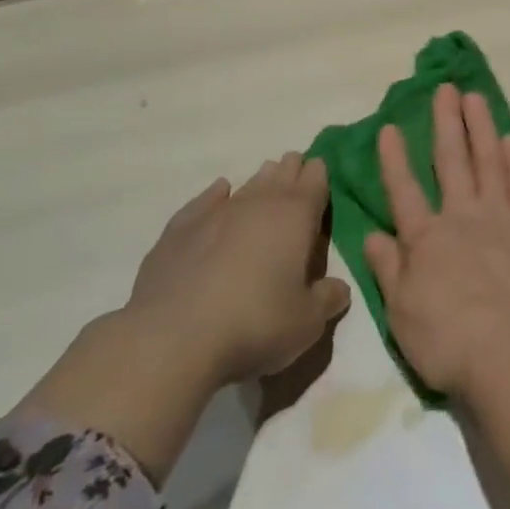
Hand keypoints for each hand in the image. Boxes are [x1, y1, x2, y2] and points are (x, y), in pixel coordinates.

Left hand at [125, 152, 350, 386]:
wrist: (172, 338)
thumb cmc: (255, 323)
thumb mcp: (307, 322)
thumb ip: (327, 299)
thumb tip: (338, 288)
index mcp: (296, 215)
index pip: (315, 181)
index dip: (320, 175)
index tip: (322, 171)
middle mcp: (258, 203)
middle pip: (281, 174)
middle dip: (292, 171)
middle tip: (298, 170)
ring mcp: (216, 212)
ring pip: (247, 184)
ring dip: (261, 181)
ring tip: (267, 178)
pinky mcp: (179, 230)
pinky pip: (205, 200)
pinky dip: (217, 195)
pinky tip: (220, 192)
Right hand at [362, 85, 509, 399]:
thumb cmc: (447, 339)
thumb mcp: (401, 312)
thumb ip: (387, 268)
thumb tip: (372, 233)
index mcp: (426, 238)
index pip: (404, 189)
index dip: (395, 157)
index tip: (391, 125)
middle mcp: (461, 217)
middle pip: (451, 161)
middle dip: (445, 122)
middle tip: (445, 89)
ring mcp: (500, 217)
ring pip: (488, 161)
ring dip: (480, 127)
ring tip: (476, 98)